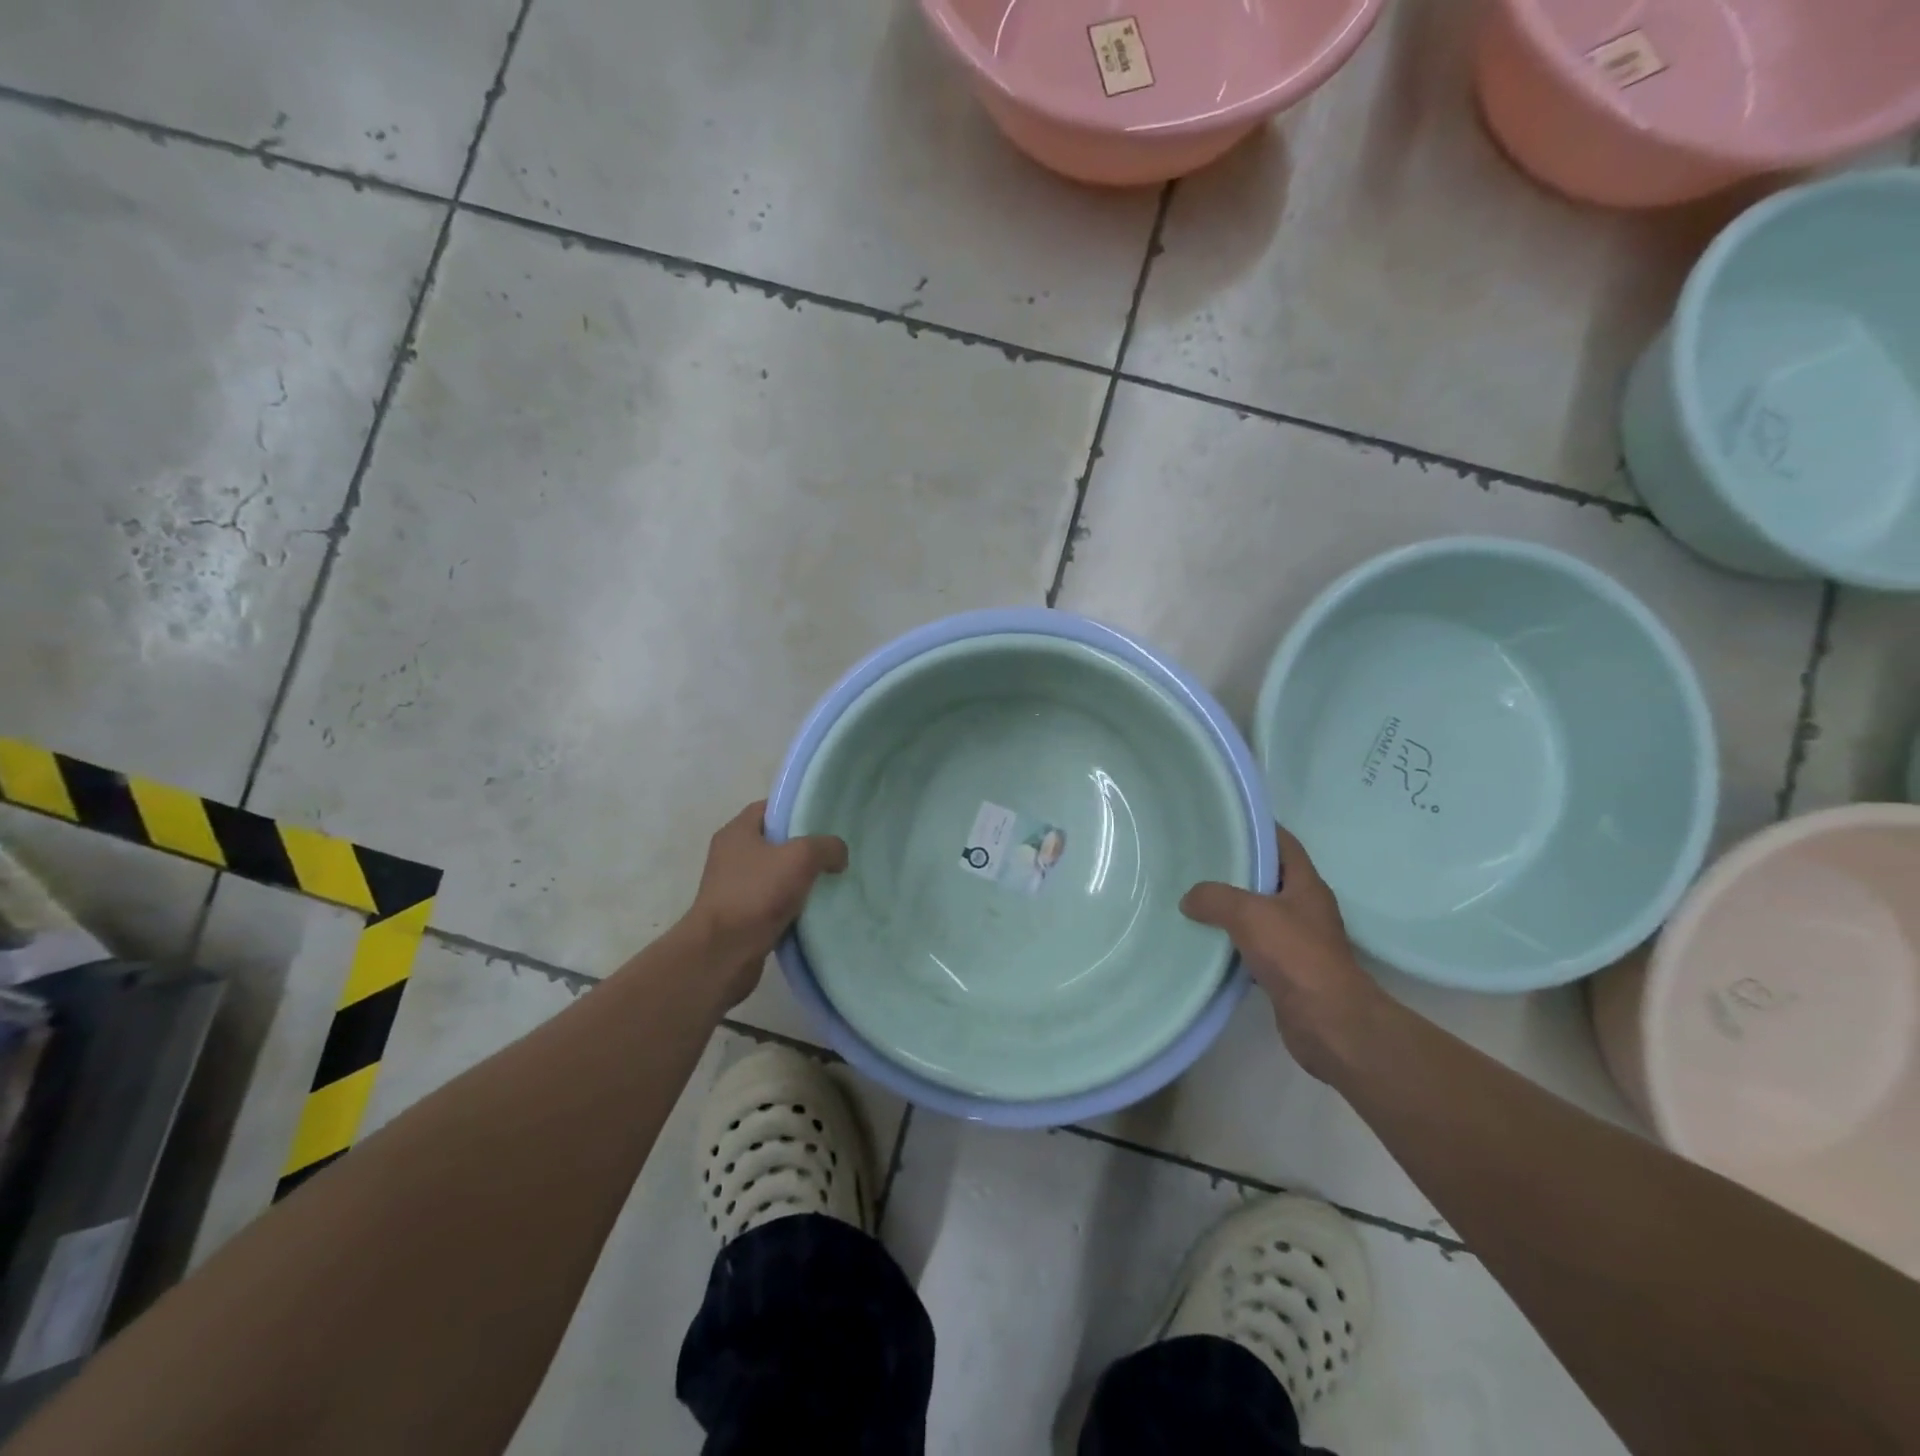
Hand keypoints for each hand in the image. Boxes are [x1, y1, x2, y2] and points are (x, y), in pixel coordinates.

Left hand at [682, 801, 847, 1003]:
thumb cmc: (756, 894)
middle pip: (774, 842)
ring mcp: (733, 887)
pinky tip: (813, 911)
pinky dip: (791, 906)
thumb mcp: (800, 857)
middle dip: (804, 847)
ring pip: (775, 874)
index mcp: (737, 832)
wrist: (722, 954)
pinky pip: (772, 902)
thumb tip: (838, 854)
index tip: (825, 820)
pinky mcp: (739, 916)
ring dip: (799, 880)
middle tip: (833, 853)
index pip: (770, 808)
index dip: (797, 810)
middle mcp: (730, 855)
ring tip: (830, 882)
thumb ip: (826, 846)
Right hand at [1181, 826, 1388, 1082]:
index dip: (1257, 829)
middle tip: (1197, 861)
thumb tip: (1189, 899)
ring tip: (1193, 898)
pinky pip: (1254, 947)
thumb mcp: (1249, 914)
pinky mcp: (1287, 971)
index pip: (1283, 843)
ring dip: (1231, 908)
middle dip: (1235, 869)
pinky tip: (1206, 942)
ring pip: (1259, 914)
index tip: (1223, 823)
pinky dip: (1232, 943)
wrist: (1329, 1023)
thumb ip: (1214, 898)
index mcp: (1306, 885)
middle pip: (1268, 878)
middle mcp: (1305, 908)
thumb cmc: (1296, 955)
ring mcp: (1299, 941)